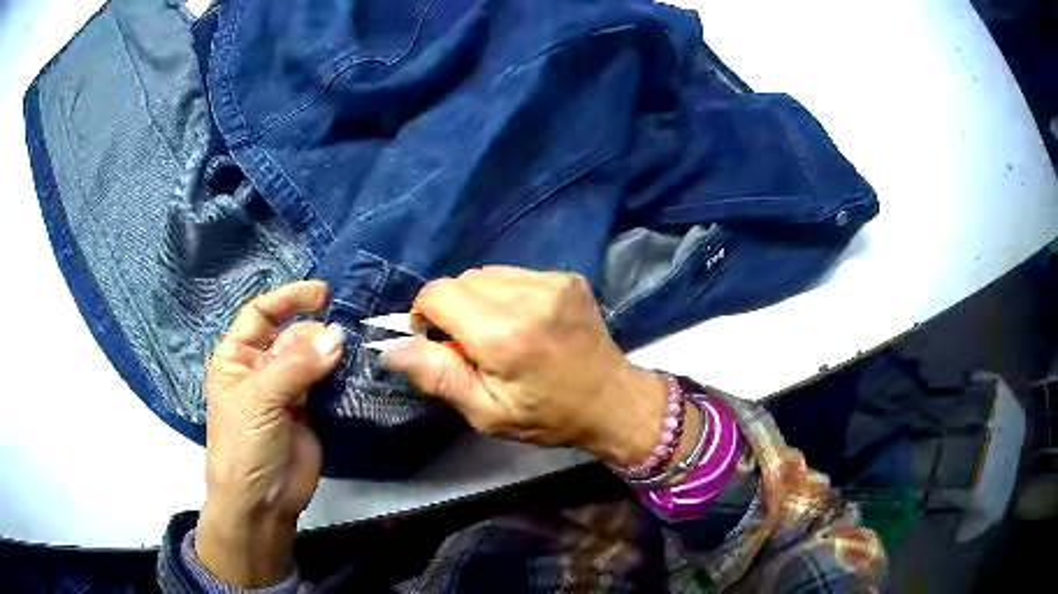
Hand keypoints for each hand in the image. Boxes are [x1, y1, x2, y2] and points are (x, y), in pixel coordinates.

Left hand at [196, 281, 344, 586]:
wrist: (262, 502)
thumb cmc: (243, 446)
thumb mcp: (259, 401)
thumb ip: (296, 366)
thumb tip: (337, 335)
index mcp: (237, 357)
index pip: (261, 313)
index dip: (288, 298)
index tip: (322, 293)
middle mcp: (261, 367)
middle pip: (291, 334)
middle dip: (315, 331)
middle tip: (345, 337)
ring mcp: (286, 389)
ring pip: (312, 357)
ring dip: (332, 351)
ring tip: (357, 349)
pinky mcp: (310, 410)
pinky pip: (326, 382)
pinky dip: (340, 374)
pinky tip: (356, 368)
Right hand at [380, 267, 671, 467]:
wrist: (612, 401)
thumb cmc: (546, 416)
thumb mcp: (485, 412)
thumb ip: (437, 375)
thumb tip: (389, 346)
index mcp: (503, 334)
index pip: (438, 294)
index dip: (425, 315)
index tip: (437, 342)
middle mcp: (528, 296)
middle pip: (461, 281)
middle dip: (453, 309)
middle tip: (472, 346)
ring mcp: (552, 281)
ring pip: (486, 274)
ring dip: (479, 300)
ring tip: (500, 333)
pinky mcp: (567, 277)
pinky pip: (515, 274)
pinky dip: (506, 294)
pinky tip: (524, 321)